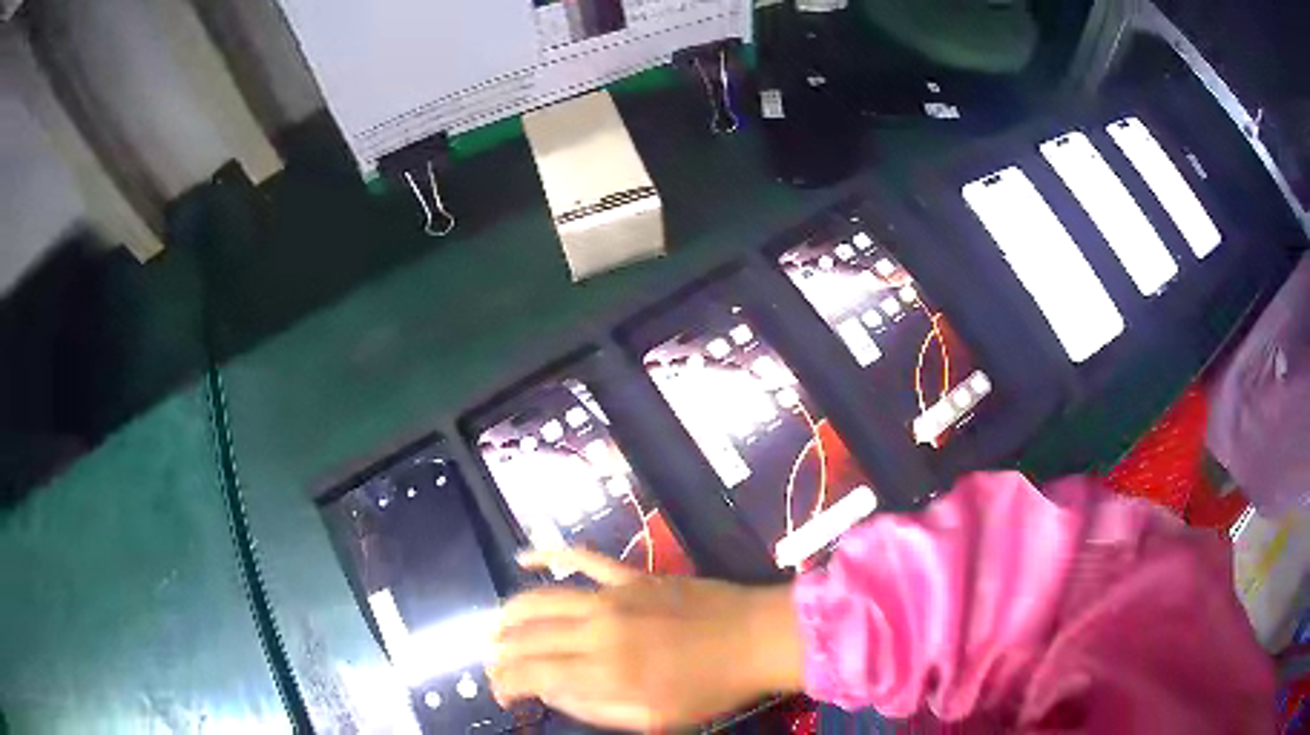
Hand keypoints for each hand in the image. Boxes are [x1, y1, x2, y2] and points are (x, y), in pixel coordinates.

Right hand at [488, 549, 803, 730]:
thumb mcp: (654, 720)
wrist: (756, 638)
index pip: (532, 673)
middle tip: (495, 664)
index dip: (506, 682)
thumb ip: (594, 708)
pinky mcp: (631, 575)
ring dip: (510, 613)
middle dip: (501, 652)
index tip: (502, 692)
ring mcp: (613, 596)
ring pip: (541, 597)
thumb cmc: (710, 688)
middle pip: (528, 635)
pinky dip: (547, 555)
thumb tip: (551, 691)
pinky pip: (581, 557)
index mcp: (605, 671)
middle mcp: (598, 629)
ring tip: (496, 628)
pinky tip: (524, 558)